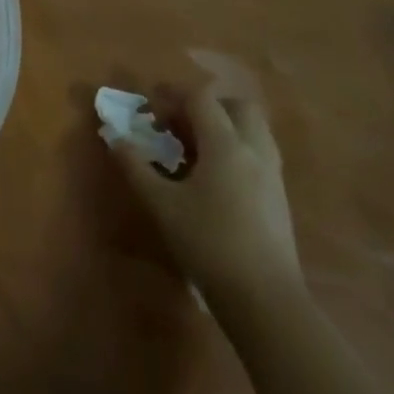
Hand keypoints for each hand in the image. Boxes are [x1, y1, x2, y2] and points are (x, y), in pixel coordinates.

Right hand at [113, 85, 302, 313]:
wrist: (264, 297)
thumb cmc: (207, 242)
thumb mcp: (161, 204)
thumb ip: (135, 166)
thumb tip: (114, 137)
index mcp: (225, 145)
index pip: (202, 98)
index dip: (173, 96)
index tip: (151, 110)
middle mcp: (254, 150)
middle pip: (237, 106)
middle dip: (207, 106)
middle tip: (178, 124)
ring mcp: (272, 173)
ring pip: (253, 129)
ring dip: (224, 126)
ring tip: (194, 150)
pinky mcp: (279, 196)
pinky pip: (258, 153)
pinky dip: (236, 149)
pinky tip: (214, 178)